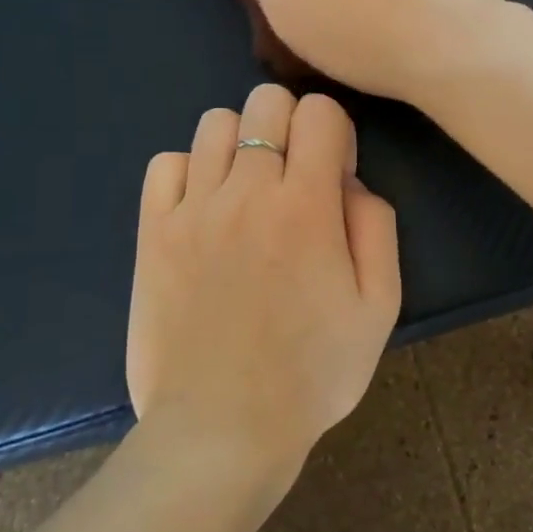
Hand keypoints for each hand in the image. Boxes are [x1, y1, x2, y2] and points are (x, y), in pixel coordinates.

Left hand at [127, 83, 400, 481]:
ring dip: (242, 142)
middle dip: (290, 123)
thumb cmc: (313, 372)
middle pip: (266, 101)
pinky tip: (205, 208)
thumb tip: (348, 180)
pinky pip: (166, 163)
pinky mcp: (152, 232)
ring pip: (215, 122)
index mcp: (306, 206)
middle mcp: (247, 192)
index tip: (334, 173)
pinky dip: (190, 171)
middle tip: (294, 175)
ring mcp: (192, 209)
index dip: (335, 132)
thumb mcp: (380, 305)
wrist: (223, 430)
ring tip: (248, 190)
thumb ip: (376, 225)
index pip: (320, 111)